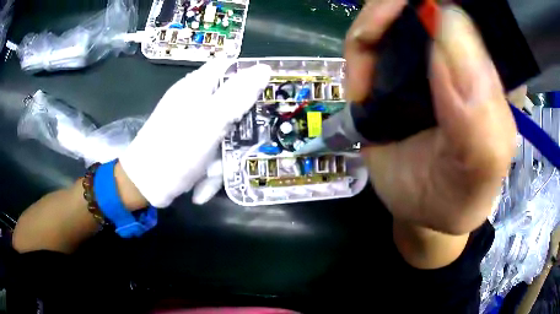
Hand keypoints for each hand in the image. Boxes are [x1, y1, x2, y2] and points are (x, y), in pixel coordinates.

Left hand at [119, 60, 271, 207]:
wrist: (145, 186)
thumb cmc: (175, 150)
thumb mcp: (210, 121)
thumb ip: (237, 94)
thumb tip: (264, 68)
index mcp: (198, 86)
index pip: (229, 66)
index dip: (251, 73)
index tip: (270, 91)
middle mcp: (195, 100)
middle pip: (231, 100)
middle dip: (240, 126)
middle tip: (247, 142)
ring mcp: (193, 122)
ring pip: (224, 130)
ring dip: (224, 154)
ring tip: (212, 173)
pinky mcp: (191, 142)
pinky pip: (213, 148)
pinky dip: (211, 167)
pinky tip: (203, 182)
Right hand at [346, 1, 516, 234]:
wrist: (422, 210)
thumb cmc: (457, 196)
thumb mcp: (479, 167)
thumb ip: (480, 114)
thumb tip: (449, 25)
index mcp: (499, 69)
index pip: (479, 11)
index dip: (445, 3)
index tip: (418, 17)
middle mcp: (467, 51)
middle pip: (429, 1)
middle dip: (392, 10)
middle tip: (371, 42)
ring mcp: (430, 52)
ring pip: (394, 10)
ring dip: (369, 33)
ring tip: (363, 84)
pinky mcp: (399, 61)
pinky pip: (372, 33)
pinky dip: (358, 52)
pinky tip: (359, 88)